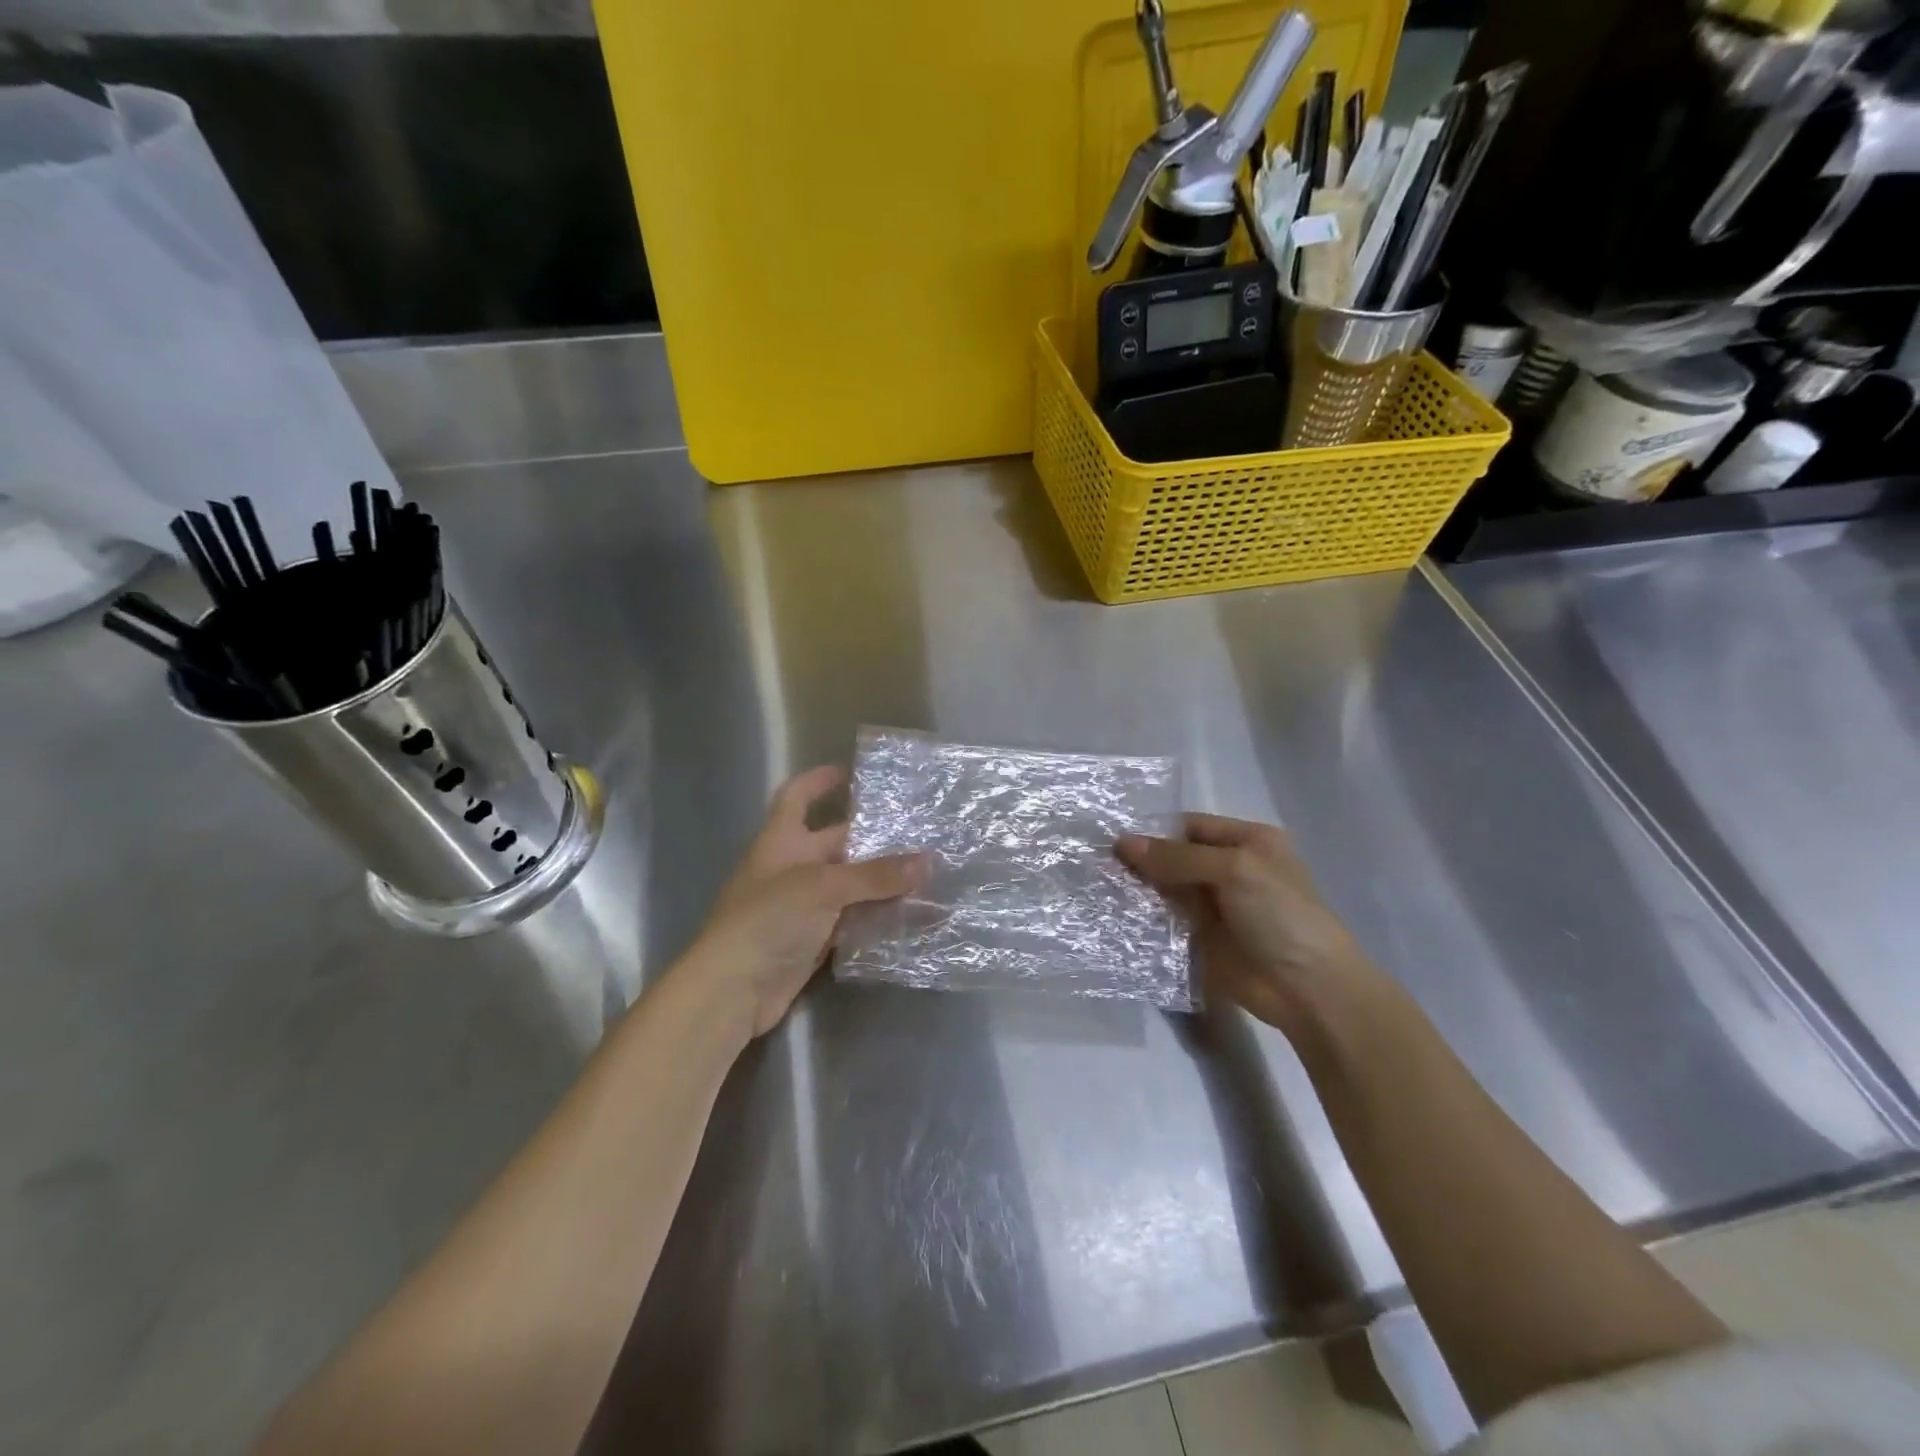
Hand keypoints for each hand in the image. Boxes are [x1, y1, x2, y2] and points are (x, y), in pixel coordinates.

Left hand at [687, 765, 926, 1039]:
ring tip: (925, 870)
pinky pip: (850, 919)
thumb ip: (875, 875)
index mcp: (781, 840)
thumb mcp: (823, 887)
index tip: (849, 772)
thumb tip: (927, 861)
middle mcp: (791, 867)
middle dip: (871, 837)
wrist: (733, 990)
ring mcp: (802, 906)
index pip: (796, 797)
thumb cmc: (768, 919)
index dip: (818, 781)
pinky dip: (874, 915)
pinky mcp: (813, 939)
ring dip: (880, 880)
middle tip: (917, 830)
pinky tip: (908, 912)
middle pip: (835, 843)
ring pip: (848, 884)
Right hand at [1118, 814, 1372, 1034]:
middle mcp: (1230, 868)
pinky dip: (1143, 916)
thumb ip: (1177, 857)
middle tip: (1093, 859)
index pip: (1190, 826)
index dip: (1154, 830)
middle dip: (1140, 859)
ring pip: (1167, 889)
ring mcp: (1215, 906)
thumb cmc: (1280, 915)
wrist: (1308, 989)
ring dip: (1137, 888)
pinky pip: (1166, 920)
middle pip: (1175, 857)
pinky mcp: (1201, 939)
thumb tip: (1122, 843)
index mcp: (1247, 841)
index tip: (1111, 835)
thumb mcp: (1233, 871)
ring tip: (1095, 882)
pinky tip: (1112, 911)